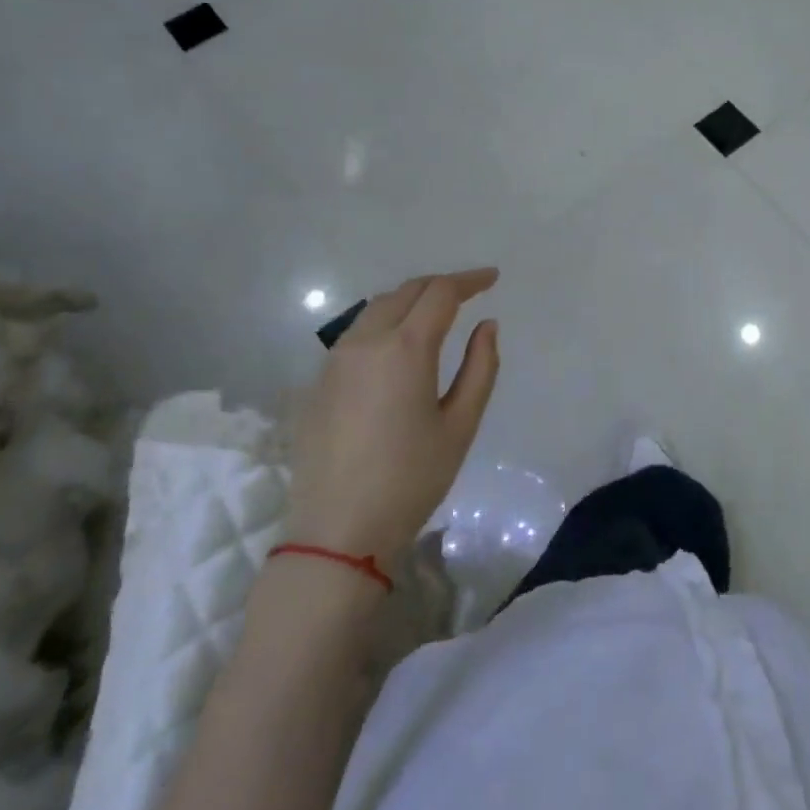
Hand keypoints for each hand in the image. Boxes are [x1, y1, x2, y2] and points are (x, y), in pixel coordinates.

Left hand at [288, 268, 499, 559]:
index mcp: (405, 348)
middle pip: (405, 291)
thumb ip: (480, 367)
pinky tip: (397, 346)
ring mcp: (334, 360)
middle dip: (440, 285)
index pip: (440, 293)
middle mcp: (364, 342)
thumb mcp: (461, 424)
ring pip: (375, 309)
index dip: (470, 280)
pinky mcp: (317, 382)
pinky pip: (355, 334)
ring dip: (409, 301)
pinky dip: (384, 323)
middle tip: (468, 292)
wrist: (338, 531)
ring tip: (435, 314)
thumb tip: (487, 326)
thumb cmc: (411, 479)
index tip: (492, 278)